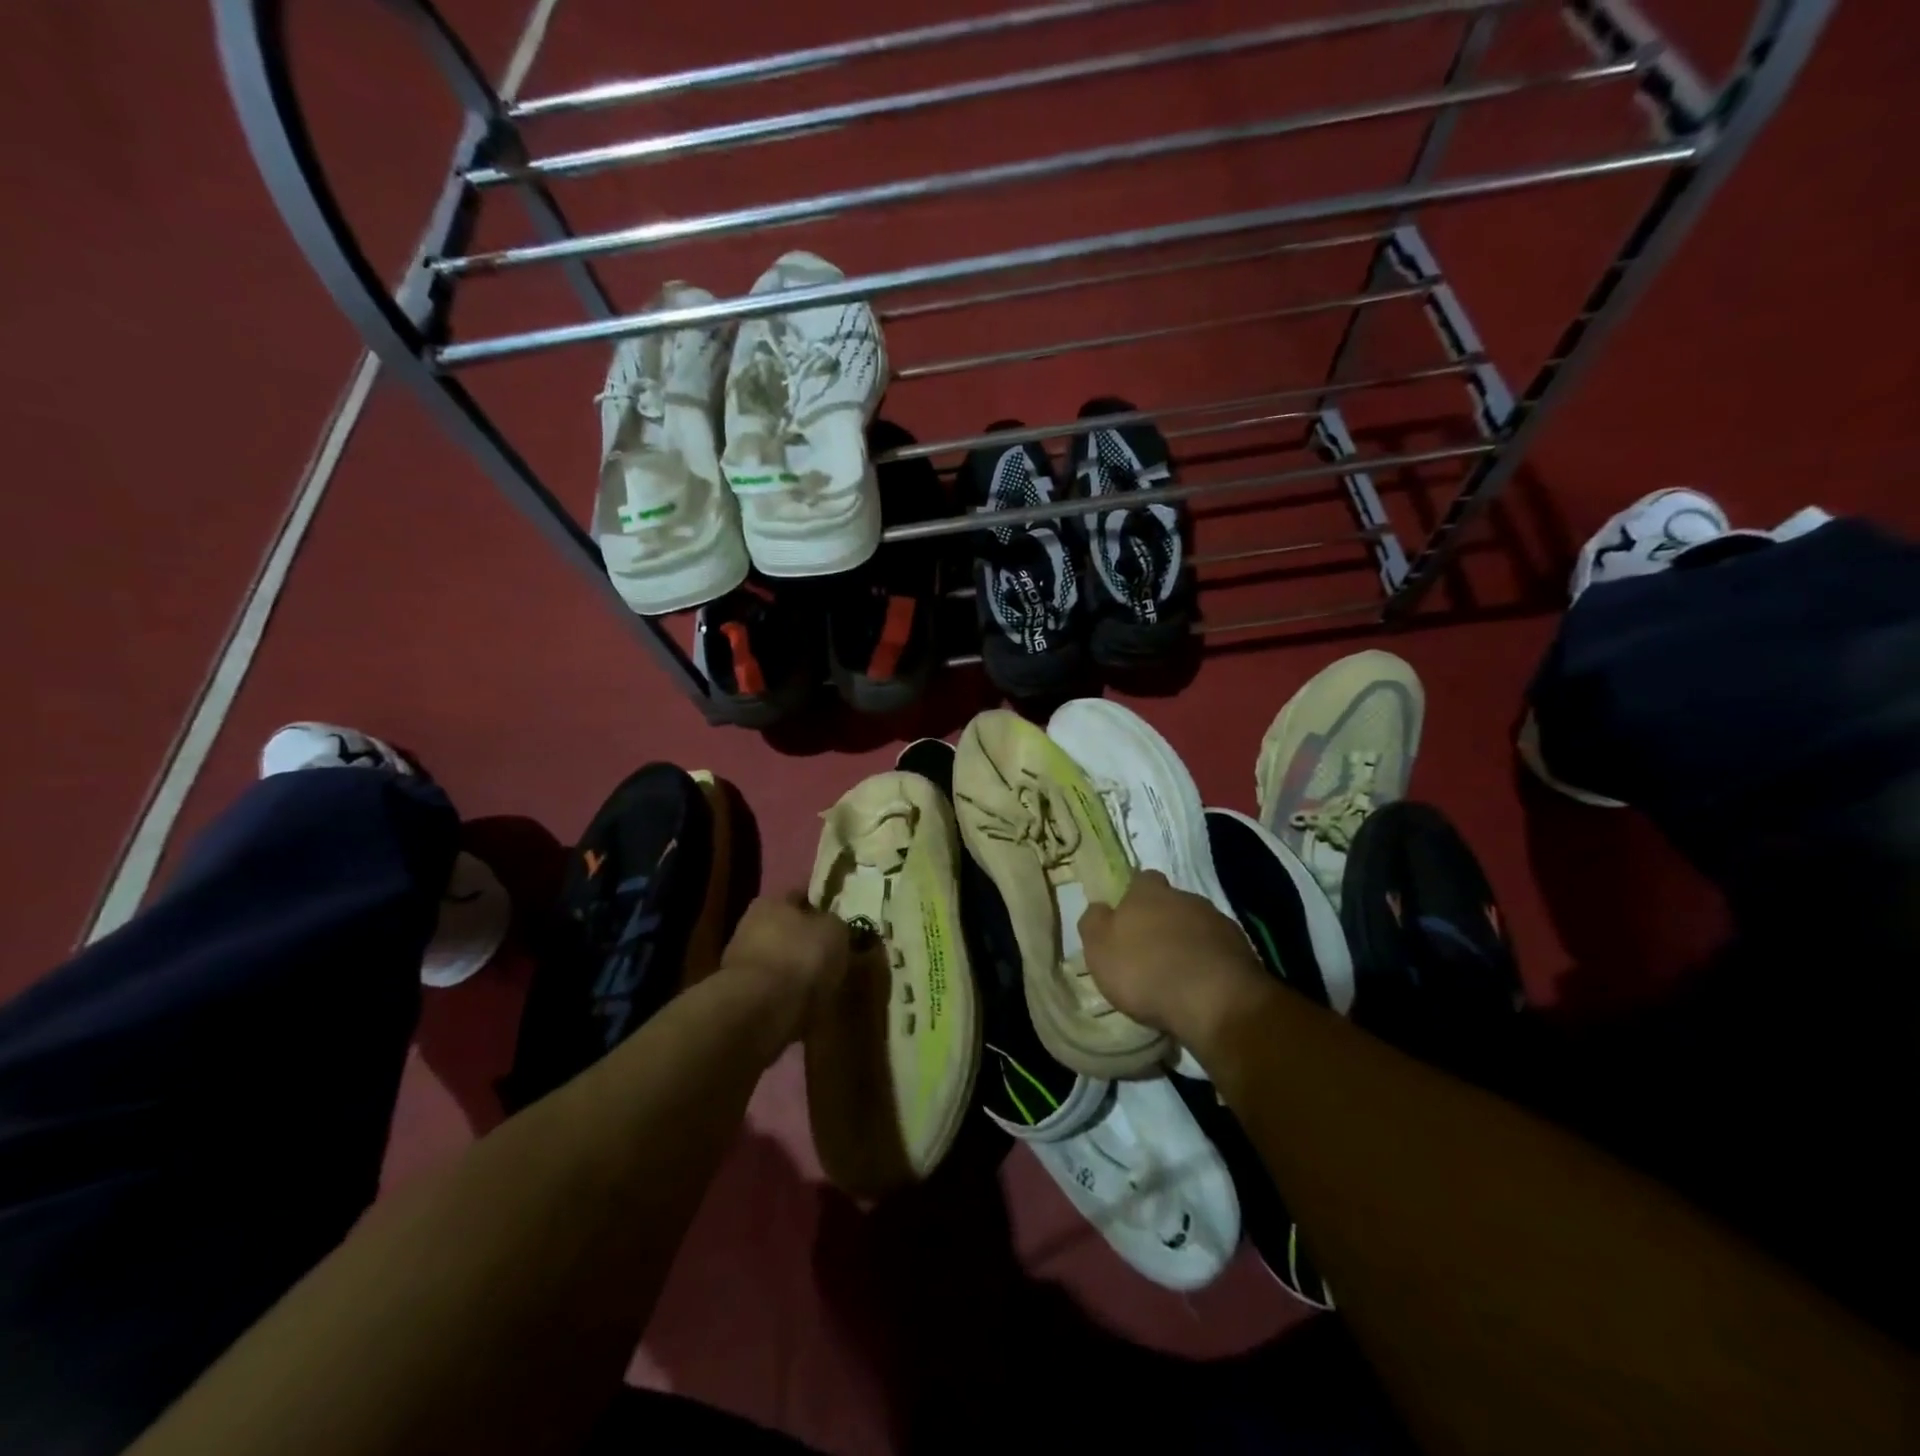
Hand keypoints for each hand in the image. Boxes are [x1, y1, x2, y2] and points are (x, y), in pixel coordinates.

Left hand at [722, 892, 850, 1045]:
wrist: (761, 1009)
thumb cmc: (800, 956)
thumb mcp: (834, 931)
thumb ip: (835, 923)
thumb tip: (832, 925)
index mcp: (770, 902)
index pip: (800, 896)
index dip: (820, 905)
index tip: (839, 918)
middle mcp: (750, 926)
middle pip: (786, 928)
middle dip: (806, 940)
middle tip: (833, 953)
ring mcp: (741, 963)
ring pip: (779, 959)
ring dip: (796, 969)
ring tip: (823, 983)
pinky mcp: (741, 996)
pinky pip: (773, 989)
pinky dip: (788, 994)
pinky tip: (807, 1003)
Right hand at [1079, 871, 1270, 1050]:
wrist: (1215, 1001)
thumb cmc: (1146, 971)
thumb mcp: (1099, 949)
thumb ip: (1094, 923)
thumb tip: (1099, 908)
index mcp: (1148, 893)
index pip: (1142, 879)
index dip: (1135, 896)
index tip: (1128, 918)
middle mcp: (1185, 898)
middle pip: (1172, 901)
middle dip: (1163, 920)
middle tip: (1151, 949)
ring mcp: (1218, 922)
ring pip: (1198, 924)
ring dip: (1188, 941)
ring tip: (1178, 972)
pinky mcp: (1243, 950)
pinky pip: (1219, 950)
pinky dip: (1210, 962)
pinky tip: (1202, 986)